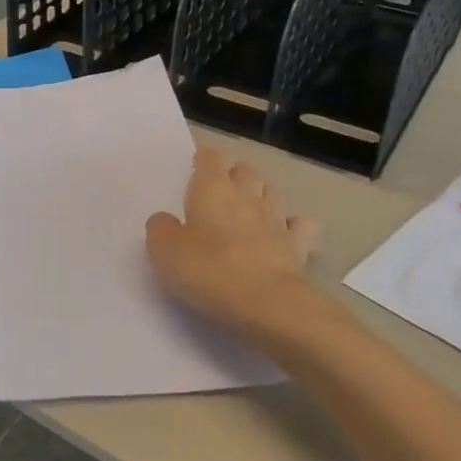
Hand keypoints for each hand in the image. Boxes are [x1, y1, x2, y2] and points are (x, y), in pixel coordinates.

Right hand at [146, 147, 319, 342]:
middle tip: (221, 192)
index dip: (204, 160)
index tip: (196, 169)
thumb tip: (165, 221)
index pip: (211, 157)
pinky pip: (299, 226)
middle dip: (235, 175)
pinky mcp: (298, 246)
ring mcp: (276, 219)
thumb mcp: (165, 251)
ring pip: (272, 192)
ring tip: (251, 208)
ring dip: (262, 194)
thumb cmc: (209, 269)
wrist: (268, 302)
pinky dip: (292, 226)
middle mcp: (247, 196)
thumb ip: (161, 229)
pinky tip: (284, 234)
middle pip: (245, 170)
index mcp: (212, 189)